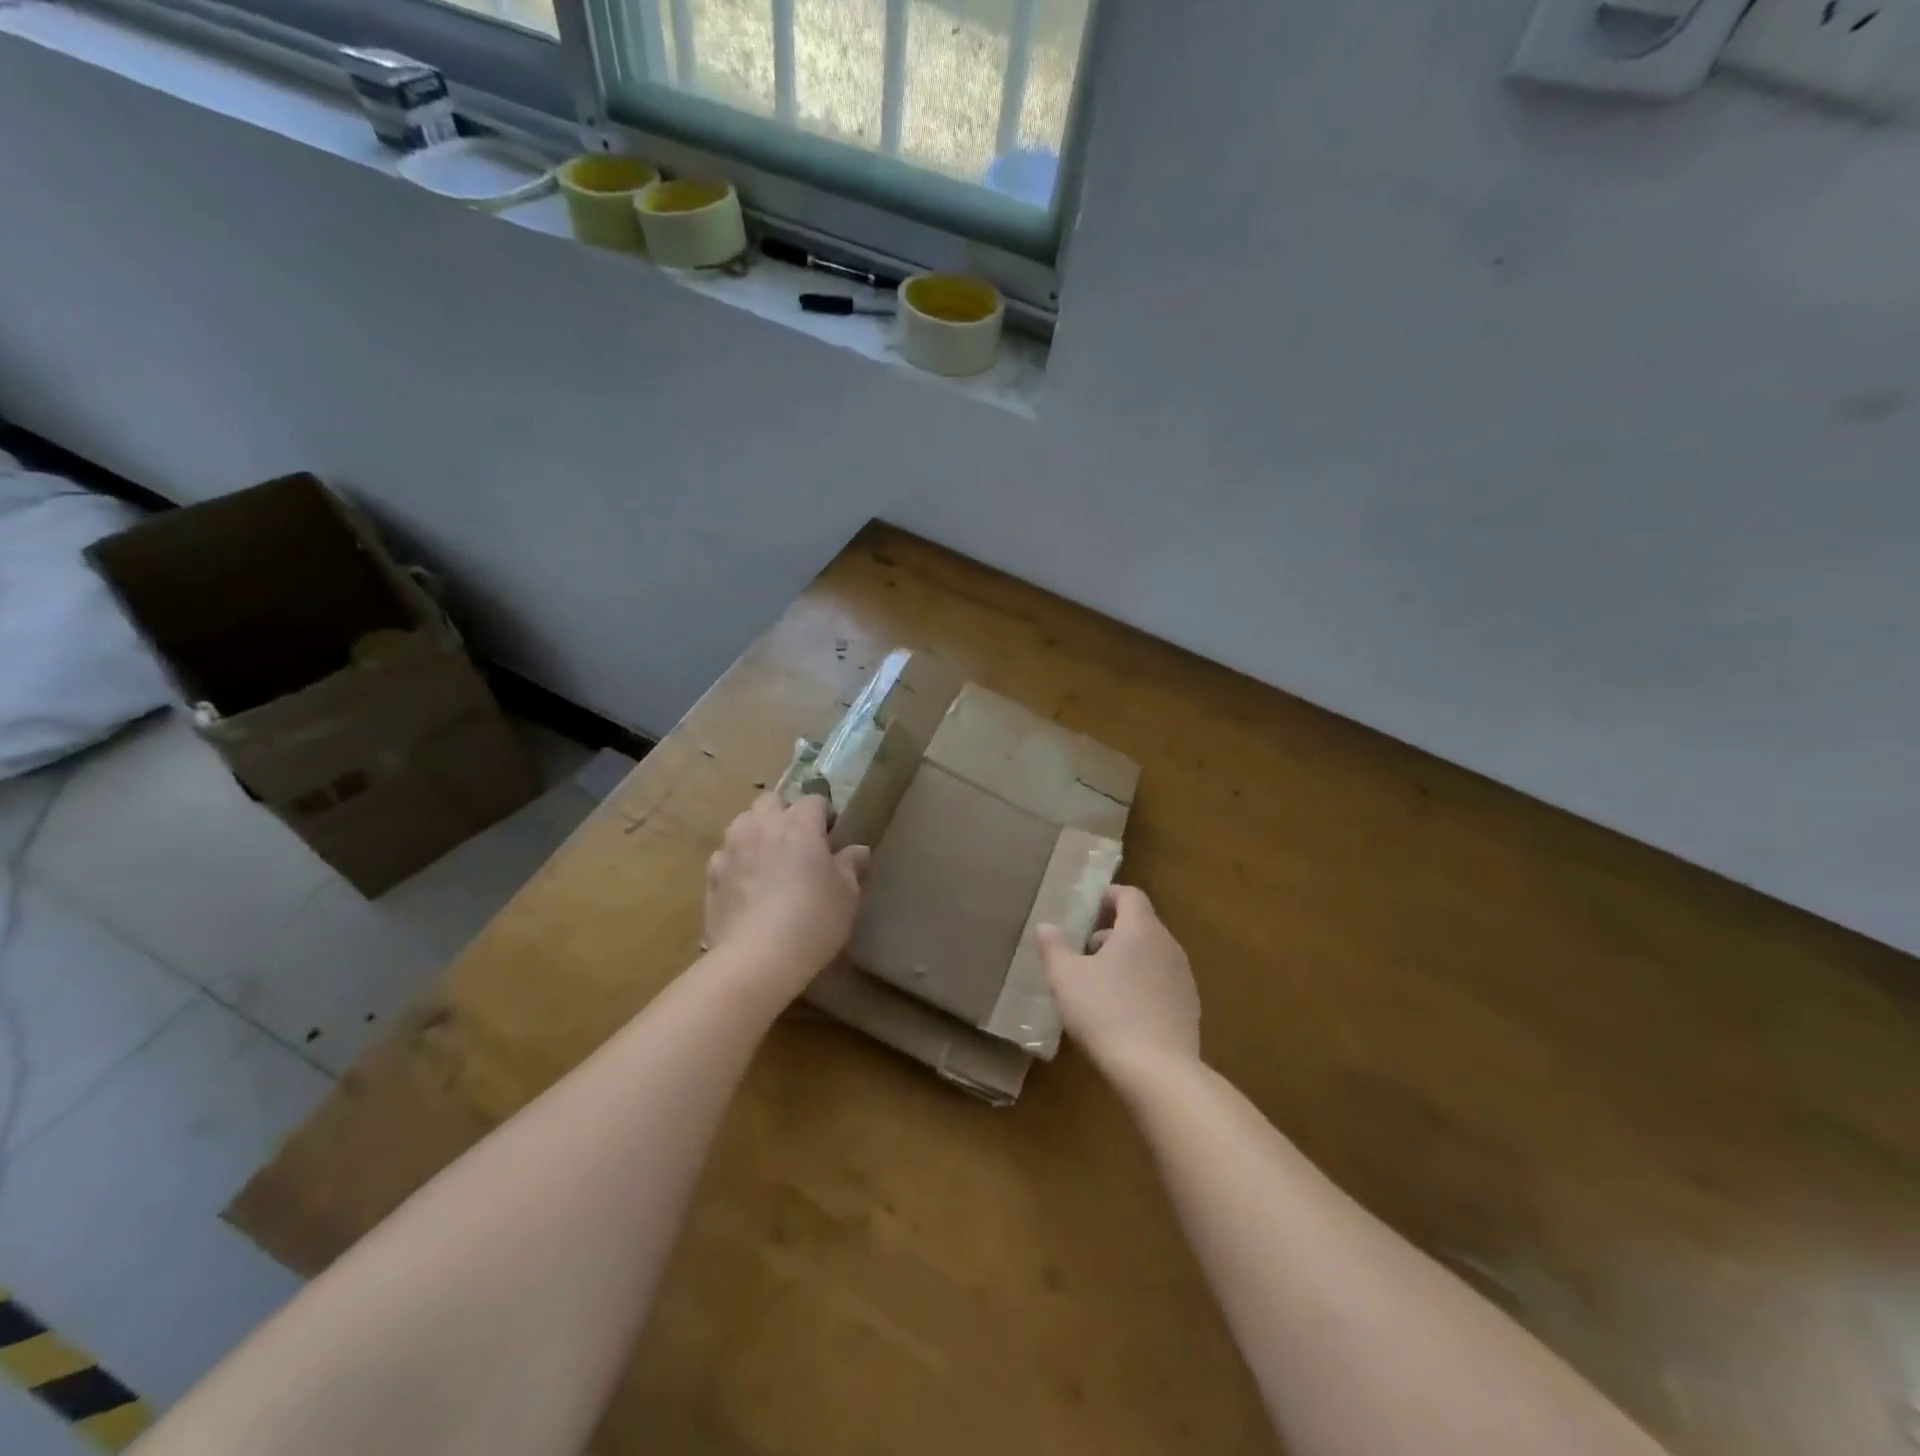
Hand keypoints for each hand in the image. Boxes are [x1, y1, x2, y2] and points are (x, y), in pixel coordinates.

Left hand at [705, 794, 869, 992]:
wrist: (756, 958)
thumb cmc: (812, 919)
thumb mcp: (847, 894)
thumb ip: (852, 865)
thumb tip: (858, 850)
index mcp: (799, 824)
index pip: (814, 800)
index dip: (825, 814)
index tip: (832, 836)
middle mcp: (762, 826)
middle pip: (772, 801)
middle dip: (785, 813)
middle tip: (798, 843)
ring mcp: (731, 848)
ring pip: (743, 822)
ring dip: (757, 831)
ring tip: (769, 859)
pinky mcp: (711, 874)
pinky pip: (725, 854)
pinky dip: (737, 861)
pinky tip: (747, 886)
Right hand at [1037, 886, 1200, 1075]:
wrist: (1158, 1072)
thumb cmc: (1106, 1013)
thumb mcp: (1066, 979)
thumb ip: (1053, 948)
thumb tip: (1046, 926)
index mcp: (1140, 929)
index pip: (1129, 895)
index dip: (1107, 896)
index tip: (1086, 910)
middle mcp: (1168, 945)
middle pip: (1141, 924)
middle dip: (1112, 931)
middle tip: (1084, 951)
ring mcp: (1183, 977)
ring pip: (1152, 953)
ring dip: (1127, 959)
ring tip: (1099, 984)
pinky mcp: (1189, 1007)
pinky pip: (1162, 981)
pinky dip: (1143, 984)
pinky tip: (1123, 1013)